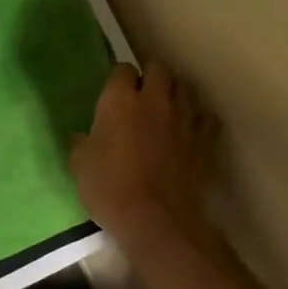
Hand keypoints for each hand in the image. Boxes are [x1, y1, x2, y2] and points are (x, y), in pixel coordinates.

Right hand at [69, 61, 220, 240]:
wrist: (156, 220)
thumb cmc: (110, 189)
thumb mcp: (80, 167)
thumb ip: (81, 145)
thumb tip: (81, 138)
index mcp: (120, 100)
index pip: (123, 68)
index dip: (119, 78)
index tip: (115, 92)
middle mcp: (154, 100)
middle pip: (159, 69)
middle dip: (151, 77)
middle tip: (142, 94)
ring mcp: (184, 118)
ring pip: (185, 88)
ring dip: (176, 94)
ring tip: (167, 108)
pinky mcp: (205, 140)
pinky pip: (207, 118)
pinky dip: (200, 120)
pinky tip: (192, 130)